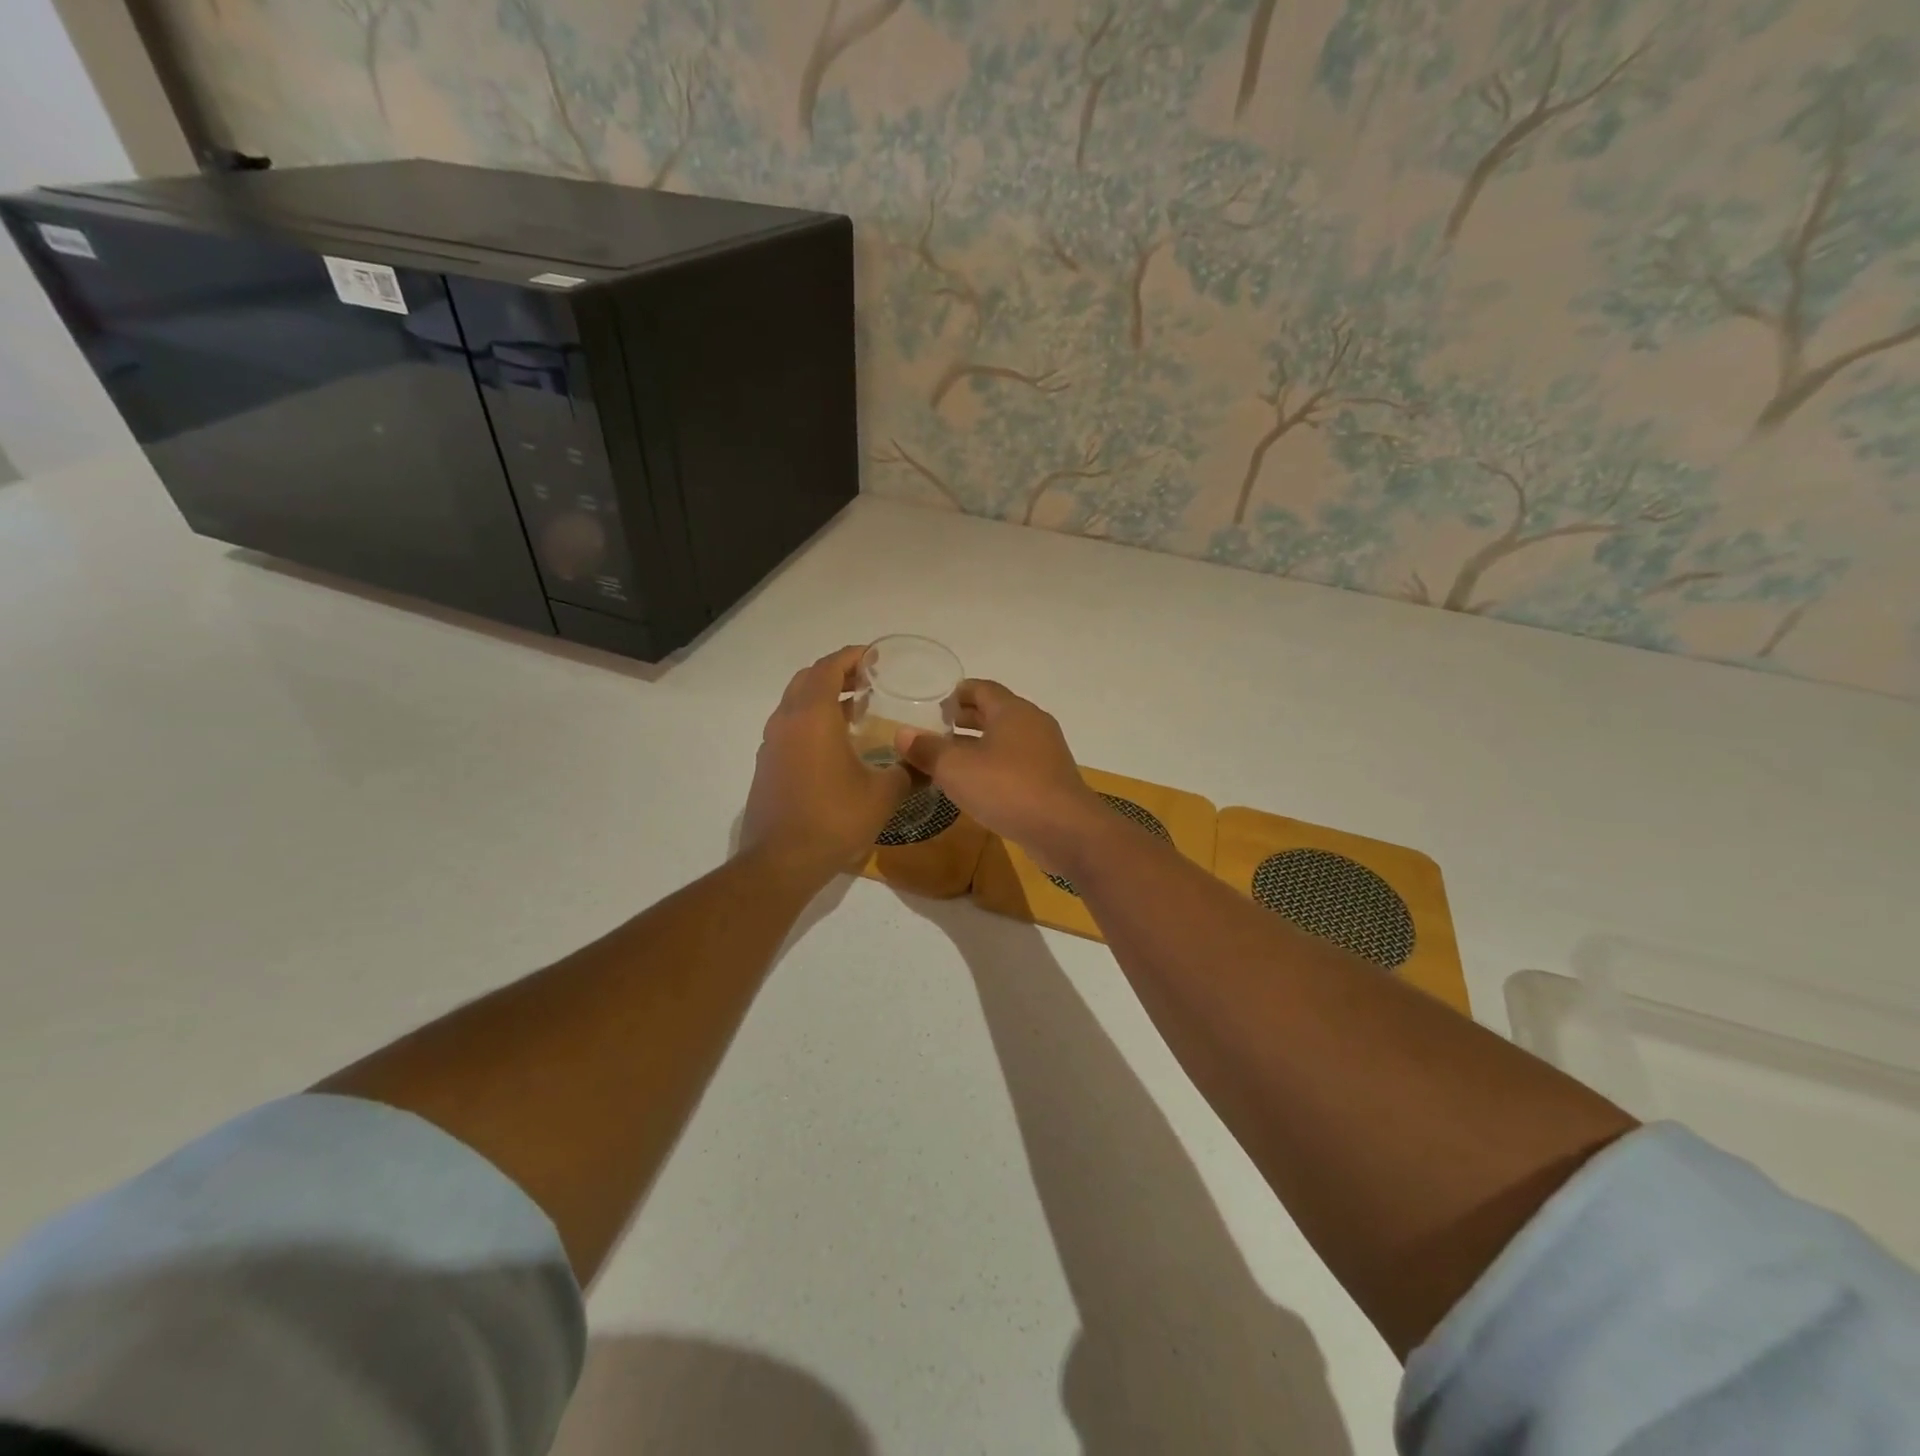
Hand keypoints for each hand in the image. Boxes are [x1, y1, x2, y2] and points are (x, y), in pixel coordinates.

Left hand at [742, 646, 910, 881]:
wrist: (781, 860)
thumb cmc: (834, 819)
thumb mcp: (883, 794)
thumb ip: (906, 771)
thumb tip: (925, 764)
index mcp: (813, 716)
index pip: (829, 667)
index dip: (853, 656)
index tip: (876, 658)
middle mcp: (786, 720)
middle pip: (808, 679)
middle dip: (837, 673)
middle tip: (867, 681)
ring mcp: (771, 743)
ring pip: (795, 703)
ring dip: (822, 698)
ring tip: (855, 711)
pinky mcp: (766, 765)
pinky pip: (789, 727)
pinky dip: (810, 722)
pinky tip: (835, 745)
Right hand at [894, 681, 1105, 873]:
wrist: (1065, 830)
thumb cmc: (1008, 789)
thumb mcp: (956, 769)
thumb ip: (927, 750)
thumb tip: (901, 733)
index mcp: (1012, 711)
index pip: (982, 688)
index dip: (957, 693)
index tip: (936, 704)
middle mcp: (1033, 724)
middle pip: (995, 713)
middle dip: (966, 719)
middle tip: (937, 729)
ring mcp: (1046, 753)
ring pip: (1006, 740)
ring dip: (979, 745)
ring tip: (950, 758)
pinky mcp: (1050, 780)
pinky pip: (1016, 763)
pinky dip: (994, 765)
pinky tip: (976, 785)